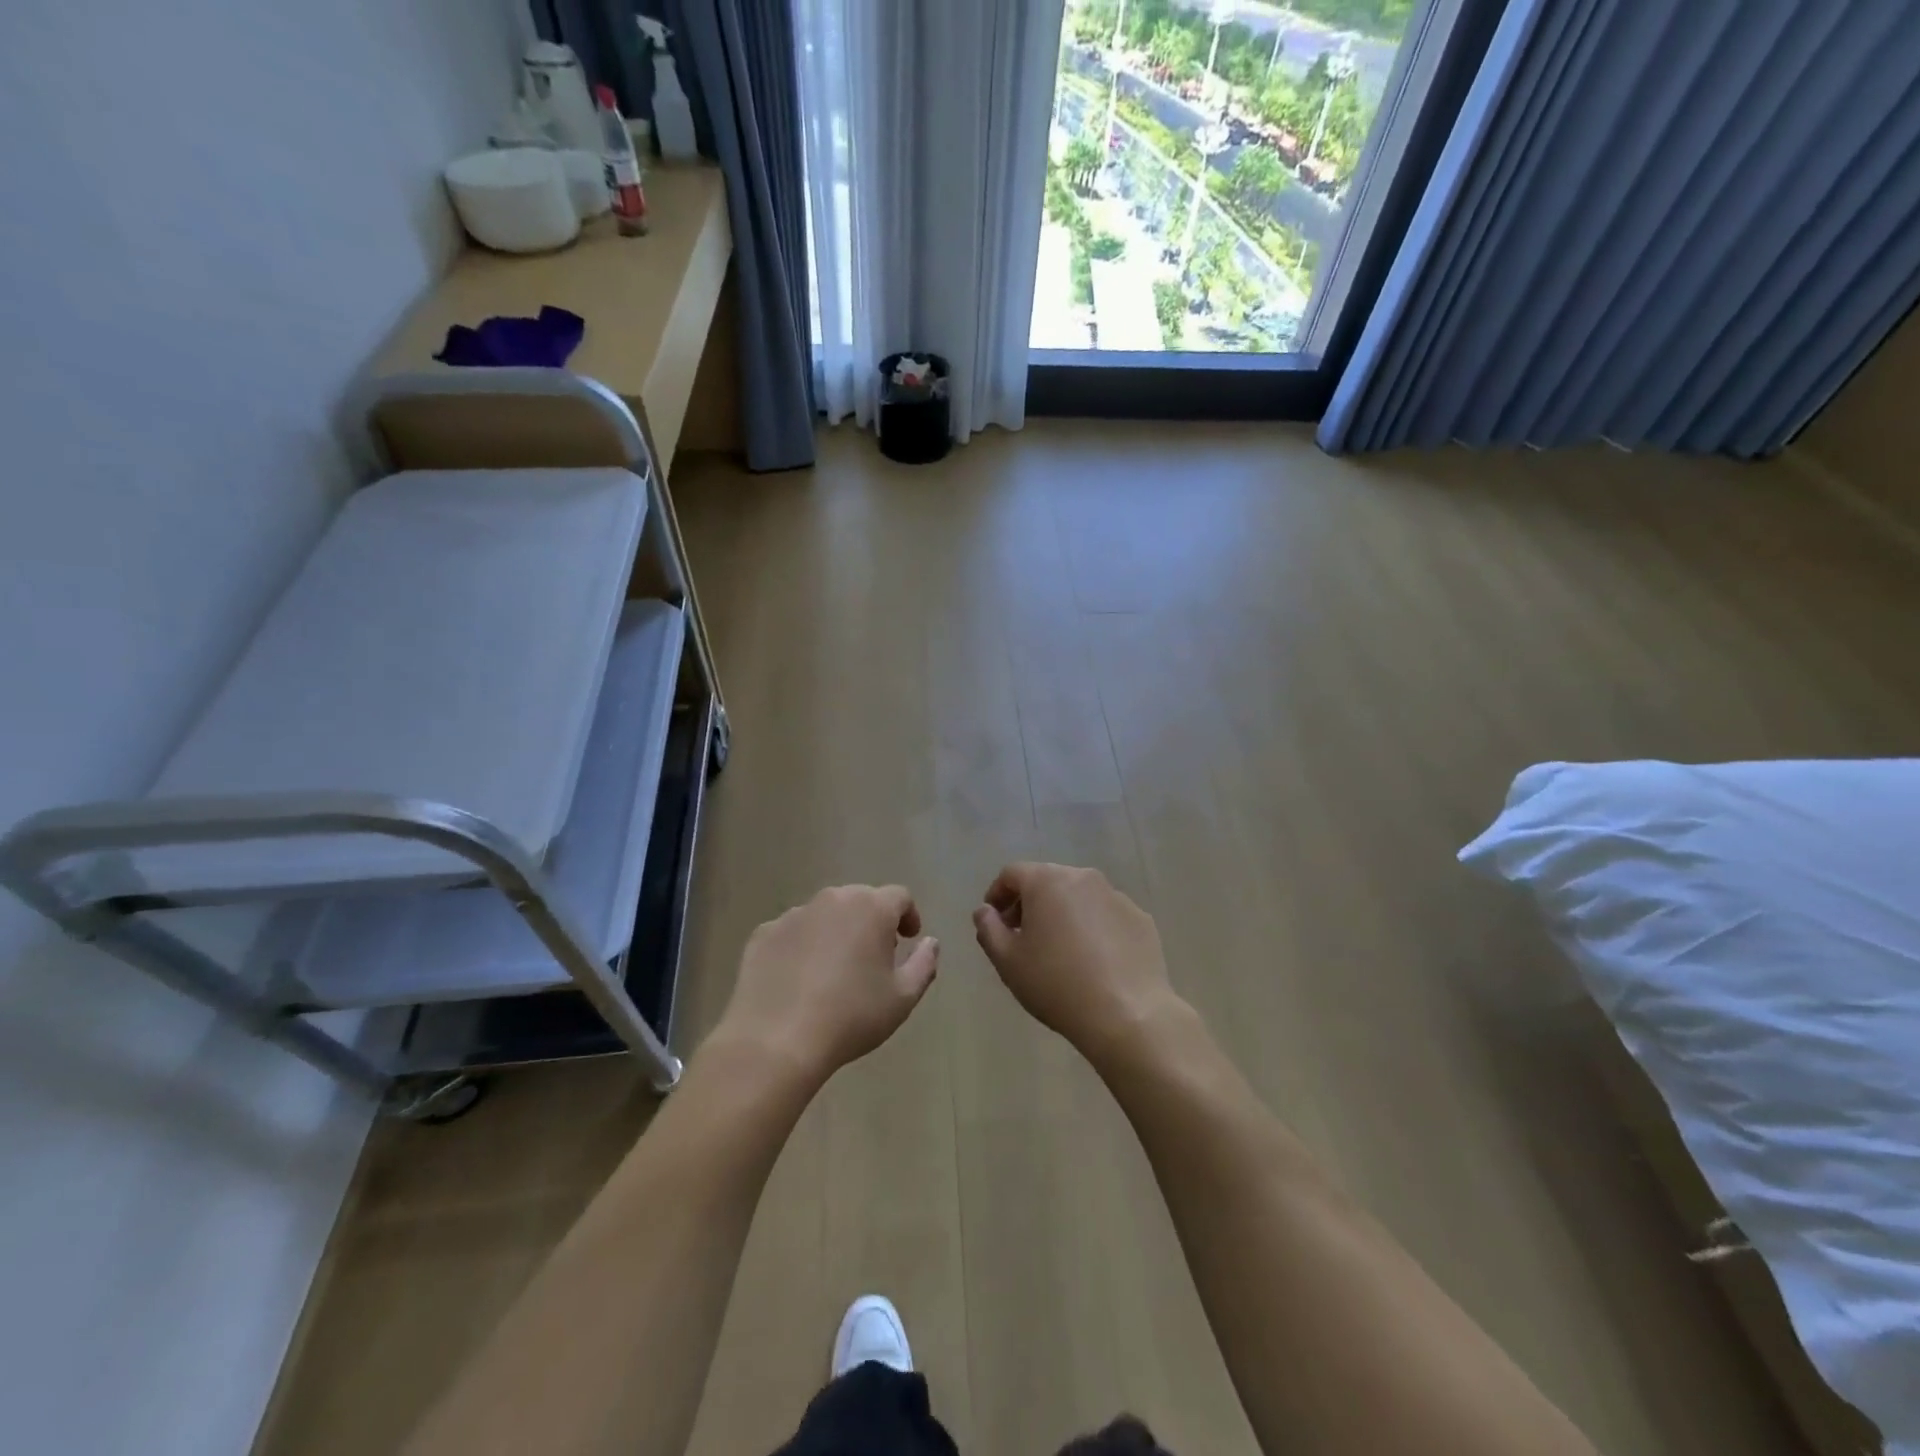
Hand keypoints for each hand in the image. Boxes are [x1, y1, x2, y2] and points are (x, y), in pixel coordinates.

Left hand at [717, 885, 938, 1085]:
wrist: (776, 1040)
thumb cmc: (851, 1016)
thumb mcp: (903, 998)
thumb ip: (924, 964)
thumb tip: (930, 943)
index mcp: (871, 908)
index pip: (899, 897)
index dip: (908, 916)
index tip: (908, 940)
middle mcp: (833, 899)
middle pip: (861, 900)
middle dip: (872, 922)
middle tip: (874, 957)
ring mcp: (794, 914)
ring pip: (825, 914)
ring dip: (836, 932)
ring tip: (835, 970)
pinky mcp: (763, 934)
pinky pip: (793, 932)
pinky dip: (802, 946)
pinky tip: (799, 980)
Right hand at [971, 863, 1183, 1062]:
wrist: (1127, 1014)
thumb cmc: (1056, 984)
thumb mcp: (1008, 961)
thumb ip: (988, 929)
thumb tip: (984, 911)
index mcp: (1047, 881)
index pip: (1012, 874)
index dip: (997, 894)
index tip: (994, 922)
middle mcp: (1083, 877)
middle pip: (1047, 881)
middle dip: (1030, 903)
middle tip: (1022, 937)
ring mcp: (1116, 896)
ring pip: (1079, 897)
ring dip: (1063, 914)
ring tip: (1059, 951)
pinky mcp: (1140, 919)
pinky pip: (1106, 916)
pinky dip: (1093, 928)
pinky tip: (1093, 961)